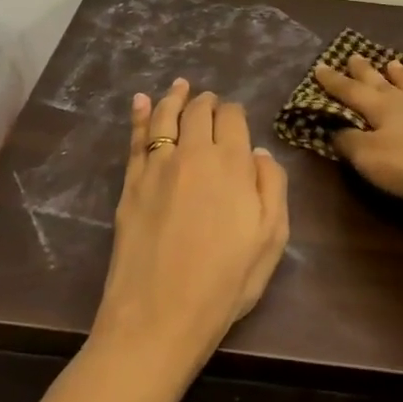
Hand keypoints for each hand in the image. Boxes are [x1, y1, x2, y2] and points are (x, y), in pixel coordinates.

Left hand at [91, 79, 290, 371]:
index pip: (233, 119)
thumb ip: (271, 187)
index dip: (234, 112)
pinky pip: (136, 139)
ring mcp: (157, 166)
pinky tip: (141, 102)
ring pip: (166, 117)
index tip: (235, 115)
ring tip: (179, 86)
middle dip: (206, 101)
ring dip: (174, 97)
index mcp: (231, 164)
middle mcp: (193, 153)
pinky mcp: (131, 183)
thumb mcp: (271, 239)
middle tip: (209, 99)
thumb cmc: (225, 283)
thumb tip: (258, 153)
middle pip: (199, 112)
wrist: (159, 315)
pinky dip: (140, 116)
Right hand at [314, 56, 402, 210]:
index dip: (333, 82)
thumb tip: (334, 130)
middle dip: (364, 71)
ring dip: (401, 76)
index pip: (350, 92)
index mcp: (380, 109)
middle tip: (353, 55)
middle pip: (380, 82)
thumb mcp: (370, 159)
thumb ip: (349, 143)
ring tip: (392, 62)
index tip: (319, 67)